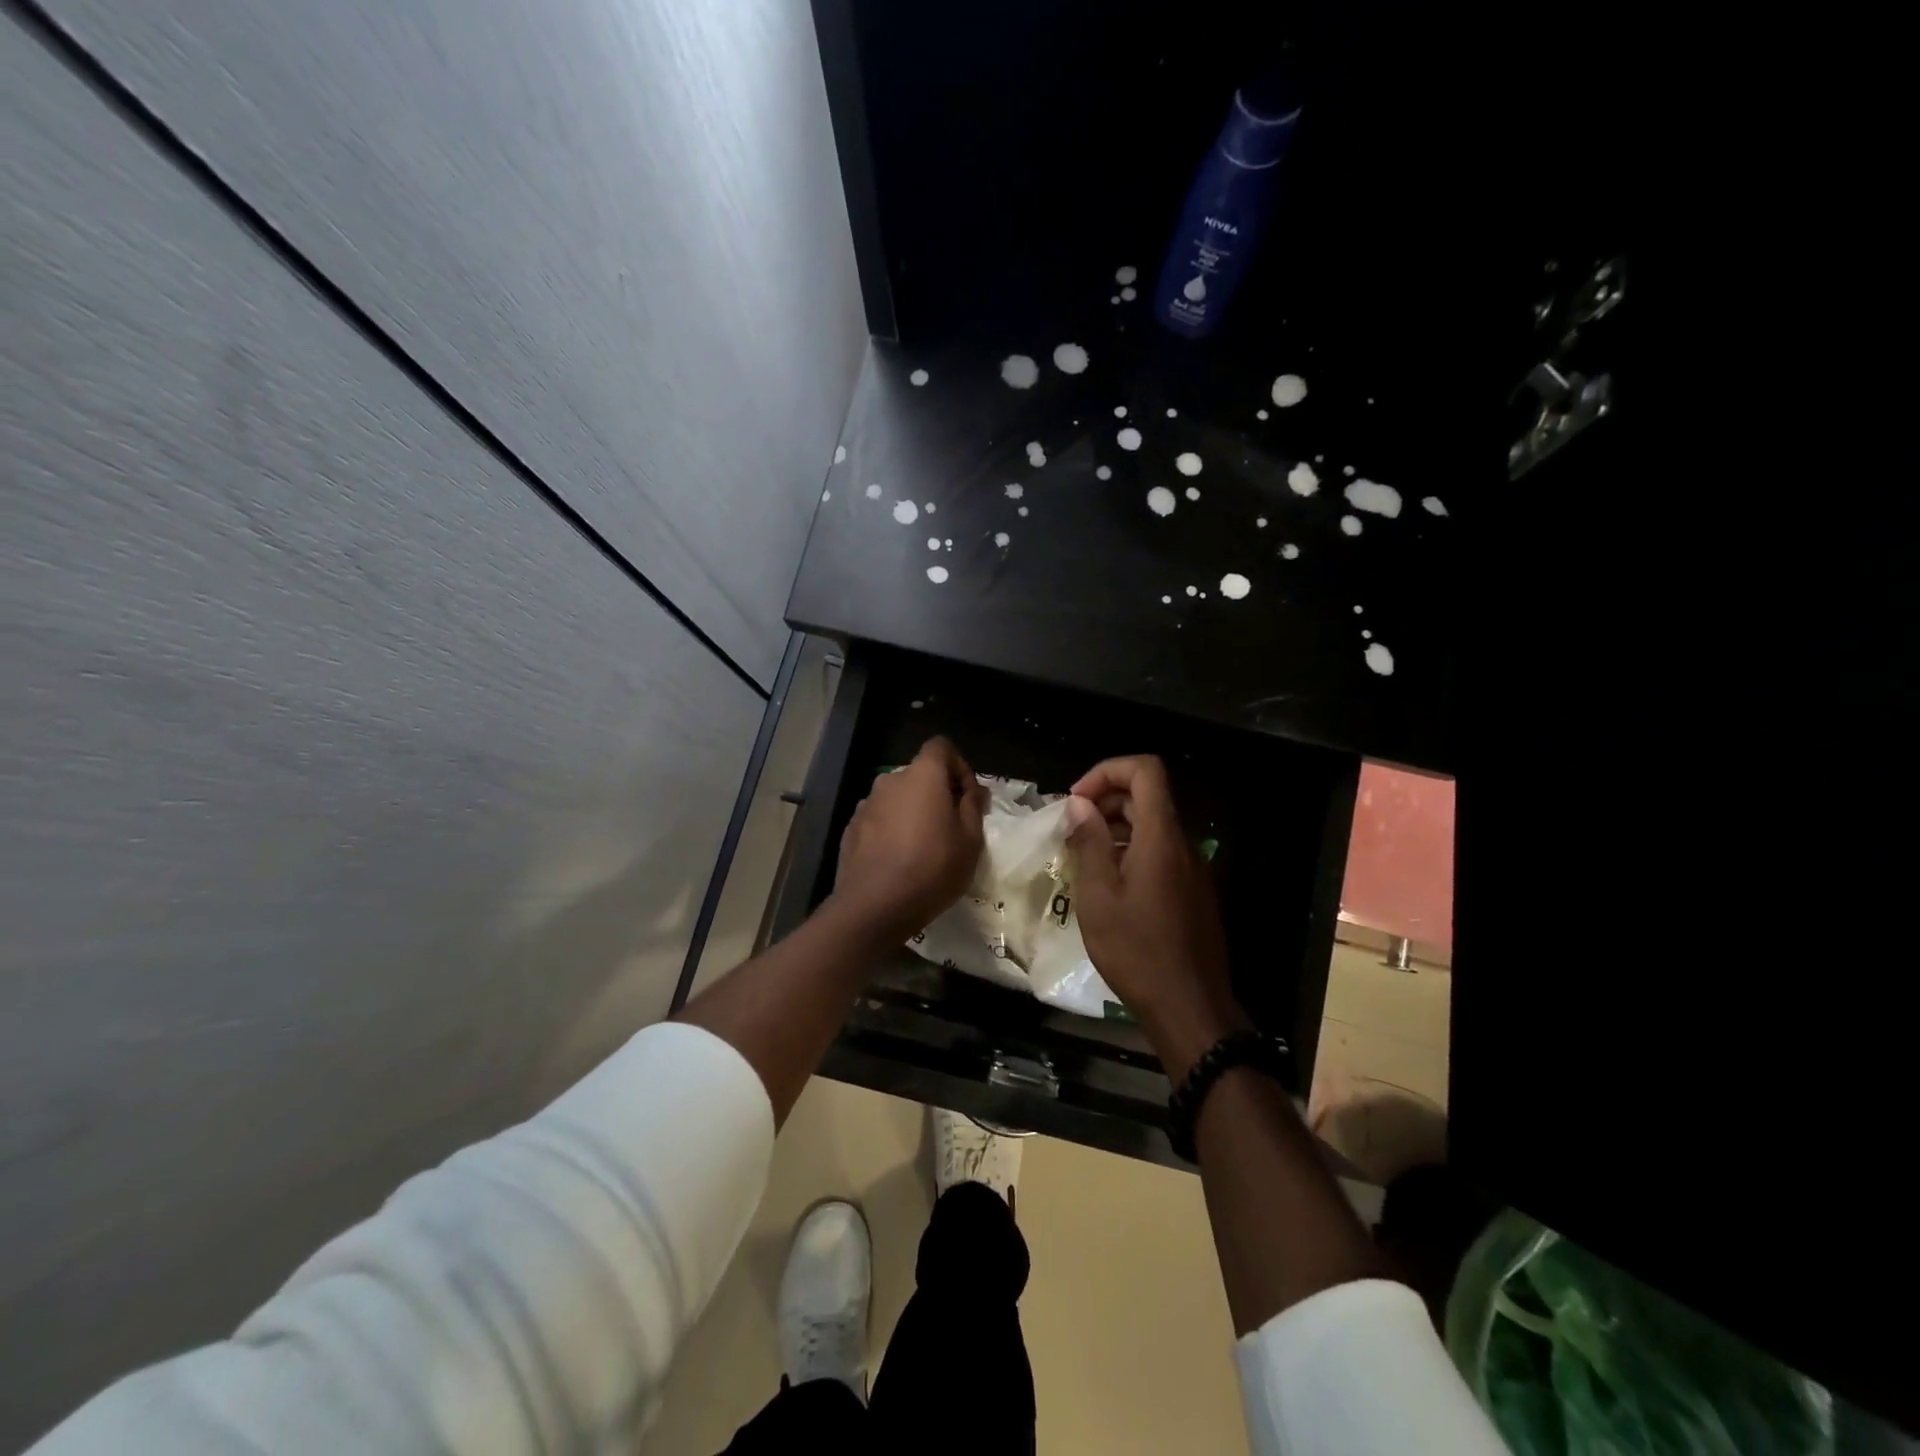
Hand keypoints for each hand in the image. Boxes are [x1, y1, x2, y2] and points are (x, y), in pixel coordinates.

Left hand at [832, 737, 987, 943]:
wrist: (874, 905)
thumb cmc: (932, 868)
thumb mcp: (970, 840)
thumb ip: (973, 806)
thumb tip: (974, 790)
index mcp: (922, 775)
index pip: (941, 746)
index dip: (959, 766)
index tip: (968, 797)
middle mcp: (890, 780)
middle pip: (919, 774)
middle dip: (937, 793)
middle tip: (952, 826)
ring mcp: (866, 804)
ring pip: (898, 798)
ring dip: (913, 812)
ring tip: (924, 847)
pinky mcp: (851, 828)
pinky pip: (879, 819)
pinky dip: (892, 830)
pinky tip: (899, 860)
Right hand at [1066, 756, 1249, 1077]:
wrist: (1190, 1007)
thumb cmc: (1136, 951)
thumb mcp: (1098, 897)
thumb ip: (1089, 843)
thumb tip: (1079, 804)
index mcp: (1160, 838)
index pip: (1145, 770)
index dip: (1108, 771)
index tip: (1077, 799)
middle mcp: (1182, 844)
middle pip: (1147, 796)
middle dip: (1104, 799)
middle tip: (1070, 828)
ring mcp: (1192, 868)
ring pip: (1153, 824)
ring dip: (1115, 826)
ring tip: (1082, 854)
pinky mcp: (1193, 890)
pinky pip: (1161, 851)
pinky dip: (1131, 849)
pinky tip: (1107, 882)